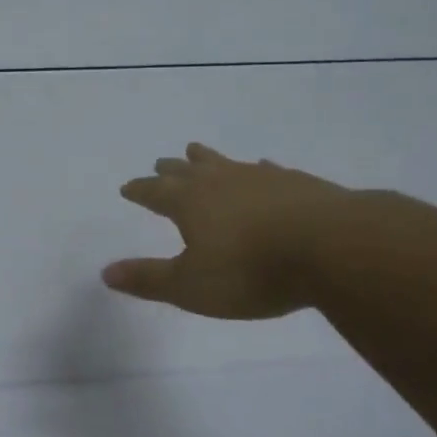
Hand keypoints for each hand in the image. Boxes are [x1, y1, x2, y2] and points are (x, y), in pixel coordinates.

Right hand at [103, 143, 350, 318]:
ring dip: (207, 158)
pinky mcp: (296, 182)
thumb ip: (148, 279)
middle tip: (160, 163)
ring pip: (225, 162)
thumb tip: (106, 272)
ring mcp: (260, 177)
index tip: (127, 187)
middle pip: (187, 170)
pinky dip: (257, 169)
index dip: (140, 190)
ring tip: (196, 150)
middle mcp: (220, 181)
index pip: (155, 192)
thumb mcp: (191, 286)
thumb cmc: (250, 271)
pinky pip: (267, 170)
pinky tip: (263, 167)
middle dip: (170, 169)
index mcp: (190, 202)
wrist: (330, 246)